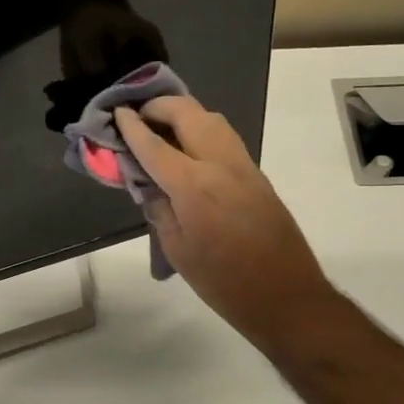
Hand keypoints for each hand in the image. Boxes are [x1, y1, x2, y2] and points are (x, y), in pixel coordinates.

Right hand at [114, 97, 332, 347]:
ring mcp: (244, 167)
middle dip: (160, 106)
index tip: (117, 111)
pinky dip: (201, 131)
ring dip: (184, 114)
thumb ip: (158, 209)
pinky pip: (224, 138)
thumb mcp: (177, 249)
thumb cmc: (223, 281)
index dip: (132, 127)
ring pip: (212, 119)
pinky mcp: (257, 175)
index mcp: (194, 185)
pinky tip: (188, 150)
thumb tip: (148, 185)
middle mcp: (220, 164)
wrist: (286, 296)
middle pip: (188, 114)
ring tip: (162, 127)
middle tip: (139, 115)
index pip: (154, 145)